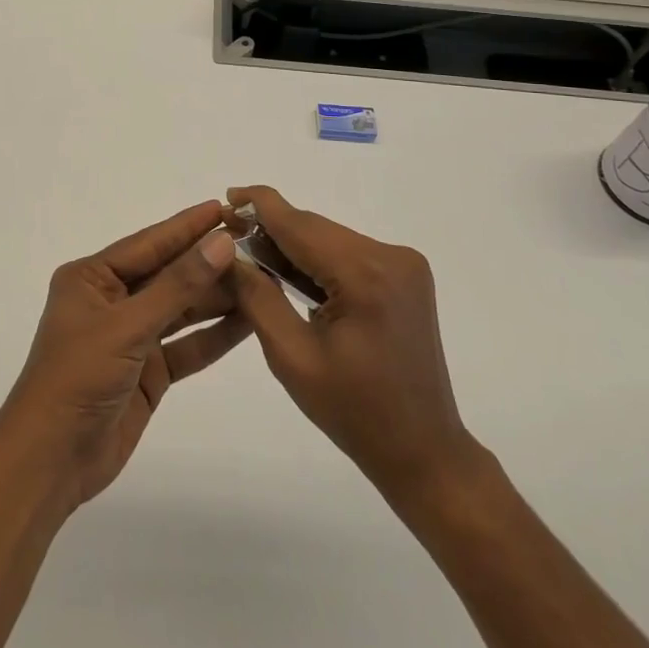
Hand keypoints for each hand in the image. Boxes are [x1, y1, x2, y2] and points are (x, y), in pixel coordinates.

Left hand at [0, 201, 251, 510]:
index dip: (188, 226)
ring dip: (217, 298)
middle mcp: (112, 301)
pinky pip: (186, 345)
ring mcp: (131, 337)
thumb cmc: (78, 378)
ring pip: (181, 310)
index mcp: (92, 278)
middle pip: (168, 275)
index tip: (226, 208)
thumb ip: (177, 285)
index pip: (149, 243)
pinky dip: (214, 335)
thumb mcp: (127, 326)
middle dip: (209, 263)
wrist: (51, 461)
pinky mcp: (148, 371)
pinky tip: (248, 322)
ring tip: (262, 279)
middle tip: (257, 246)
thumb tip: (220, 242)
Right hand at [227, 186, 479, 498]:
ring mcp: (404, 264)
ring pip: (330, 238)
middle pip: (315, 229)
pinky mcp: (406, 276)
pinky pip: (349, 253)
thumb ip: (257, 296)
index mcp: (366, 275)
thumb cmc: (353, 411)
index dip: (260, 206)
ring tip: (254, 258)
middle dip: (272, 230)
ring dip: (294, 246)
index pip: (300, 225)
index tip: (226, 197)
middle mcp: (391, 257)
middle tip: (229, 238)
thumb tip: (227, 252)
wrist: (422, 450)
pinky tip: (292, 275)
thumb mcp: (291, 356)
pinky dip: (318, 260)